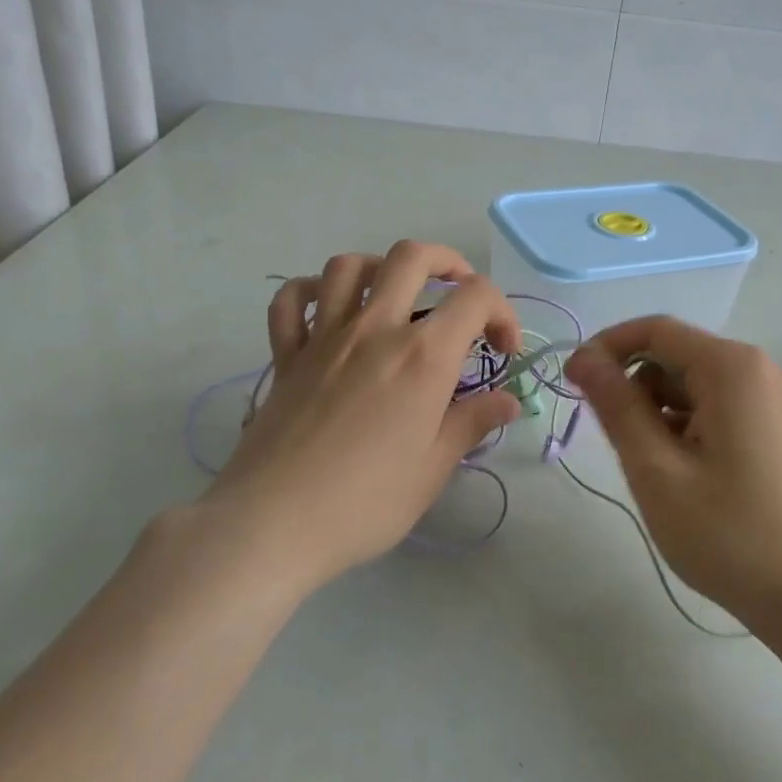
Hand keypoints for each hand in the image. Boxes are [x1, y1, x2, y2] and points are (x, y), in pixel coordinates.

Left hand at [197, 241, 521, 593]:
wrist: (273, 524)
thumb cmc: (366, 502)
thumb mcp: (433, 468)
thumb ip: (473, 423)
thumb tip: (509, 402)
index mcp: (422, 356)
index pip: (476, 297)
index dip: (503, 313)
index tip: (503, 351)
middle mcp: (375, 330)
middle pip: (411, 257)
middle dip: (447, 262)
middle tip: (459, 294)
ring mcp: (324, 338)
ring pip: (348, 266)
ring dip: (379, 268)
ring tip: (394, 295)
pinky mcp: (285, 356)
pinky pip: (290, 302)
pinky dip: (310, 293)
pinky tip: (327, 311)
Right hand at [565, 317, 781, 629]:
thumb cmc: (732, 535)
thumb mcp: (657, 470)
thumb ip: (617, 407)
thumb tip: (583, 358)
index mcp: (731, 368)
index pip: (654, 330)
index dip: (606, 348)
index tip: (571, 383)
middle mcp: (756, 371)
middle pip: (675, 356)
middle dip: (633, 387)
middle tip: (614, 444)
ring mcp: (772, 401)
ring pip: (693, 386)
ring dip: (658, 412)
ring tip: (653, 470)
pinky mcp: (777, 430)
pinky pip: (716, 409)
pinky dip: (686, 428)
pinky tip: (684, 476)